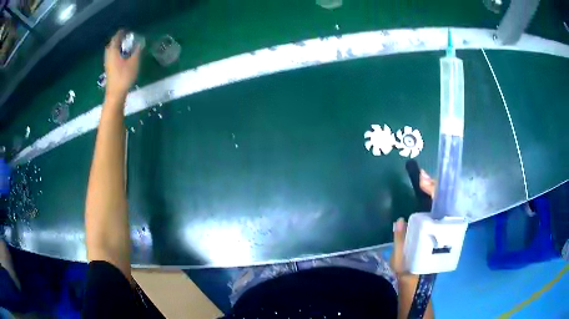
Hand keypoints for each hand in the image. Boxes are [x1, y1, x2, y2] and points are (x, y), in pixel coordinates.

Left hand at [104, 30, 140, 99]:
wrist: (115, 94)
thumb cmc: (124, 76)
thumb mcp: (134, 62)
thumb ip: (137, 51)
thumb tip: (140, 43)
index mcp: (113, 51)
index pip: (116, 38)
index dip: (121, 33)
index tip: (126, 30)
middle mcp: (109, 56)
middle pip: (111, 44)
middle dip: (117, 39)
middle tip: (125, 37)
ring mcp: (107, 63)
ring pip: (110, 51)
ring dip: (116, 46)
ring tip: (124, 45)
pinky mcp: (109, 69)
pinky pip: (111, 57)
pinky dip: (116, 53)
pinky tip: (121, 55)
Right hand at [391, 170, 434, 275]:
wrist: (416, 280)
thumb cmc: (408, 270)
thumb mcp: (400, 257)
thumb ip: (400, 239)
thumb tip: (400, 220)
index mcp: (436, 234)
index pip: (440, 206)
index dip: (433, 190)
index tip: (422, 179)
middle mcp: (443, 229)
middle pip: (443, 201)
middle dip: (434, 186)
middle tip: (421, 177)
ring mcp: (441, 229)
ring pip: (442, 205)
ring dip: (434, 191)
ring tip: (423, 181)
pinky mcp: (437, 230)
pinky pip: (438, 211)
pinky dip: (432, 199)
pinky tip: (425, 194)